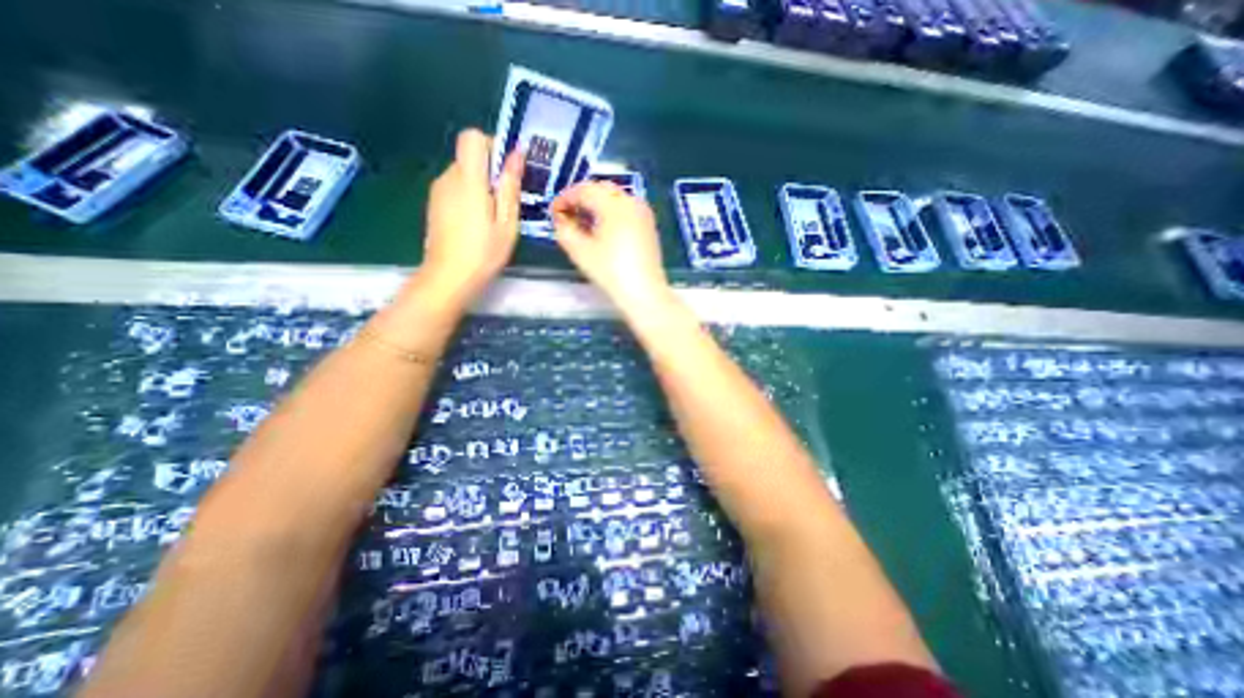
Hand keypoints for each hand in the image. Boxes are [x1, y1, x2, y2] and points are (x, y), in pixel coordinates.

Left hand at [419, 125, 521, 310]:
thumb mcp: (507, 223)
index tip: (507, 171)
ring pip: (463, 174)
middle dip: (491, 172)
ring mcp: (437, 191)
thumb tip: (516, 154)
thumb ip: (510, 187)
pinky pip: (455, 188)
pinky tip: (477, 224)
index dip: (492, 146)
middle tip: (507, 203)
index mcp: (468, 180)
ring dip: (481, 186)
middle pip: (469, 157)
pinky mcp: (434, 204)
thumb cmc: (484, 253)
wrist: (448, 278)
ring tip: (493, 218)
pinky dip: (469, 197)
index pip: (472, 138)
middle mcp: (448, 178)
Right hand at [551, 184, 669, 315]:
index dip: (565, 198)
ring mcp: (643, 212)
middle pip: (601, 189)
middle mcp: (631, 201)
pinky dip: (611, 212)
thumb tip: (561, 219)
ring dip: (596, 205)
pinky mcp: (649, 225)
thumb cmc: (610, 272)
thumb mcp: (580, 251)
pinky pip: (626, 209)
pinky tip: (602, 229)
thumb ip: (565, 230)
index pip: (584, 190)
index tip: (553, 213)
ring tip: (583, 223)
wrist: (644, 293)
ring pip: (615, 198)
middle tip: (567, 216)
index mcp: (613, 205)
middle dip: (581, 199)